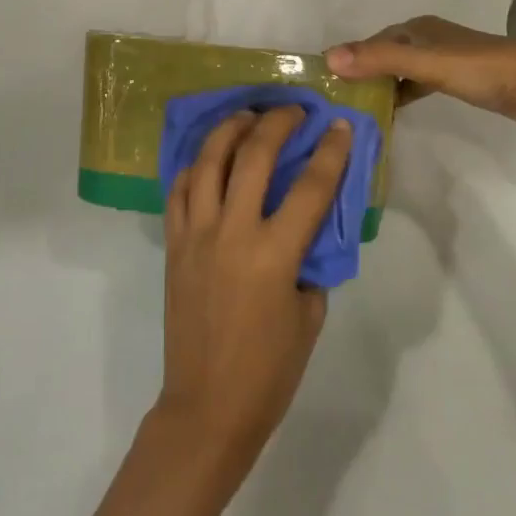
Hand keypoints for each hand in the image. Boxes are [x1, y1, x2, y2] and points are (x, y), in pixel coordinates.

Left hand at [157, 106, 349, 476]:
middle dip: (277, 123)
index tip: (342, 125)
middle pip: (253, 156)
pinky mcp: (173, 244)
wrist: (207, 405)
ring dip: (229, 129)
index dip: (331, 151)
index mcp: (274, 254)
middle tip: (293, 110)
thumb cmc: (269, 371)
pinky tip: (208, 157)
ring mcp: (196, 235)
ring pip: (208, 162)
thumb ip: (309, 264)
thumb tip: (307, 228)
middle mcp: (232, 232)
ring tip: (246, 115)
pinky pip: (179, 191)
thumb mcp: (309, 317)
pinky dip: (195, 166)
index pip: (310, 187)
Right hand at [325, 15, 515, 124]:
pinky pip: (417, 84)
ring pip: (400, 70)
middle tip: (337, 100)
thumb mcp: (424, 64)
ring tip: (357, 109)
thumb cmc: (478, 69)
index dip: (348, 58)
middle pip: (384, 55)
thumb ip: (379, 60)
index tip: (325, 82)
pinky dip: (402, 94)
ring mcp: (442, 59)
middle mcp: (426, 39)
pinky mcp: (456, 79)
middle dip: (361, 73)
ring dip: (381, 86)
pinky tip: (392, 111)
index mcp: (416, 29)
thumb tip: (328, 58)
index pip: (371, 42)